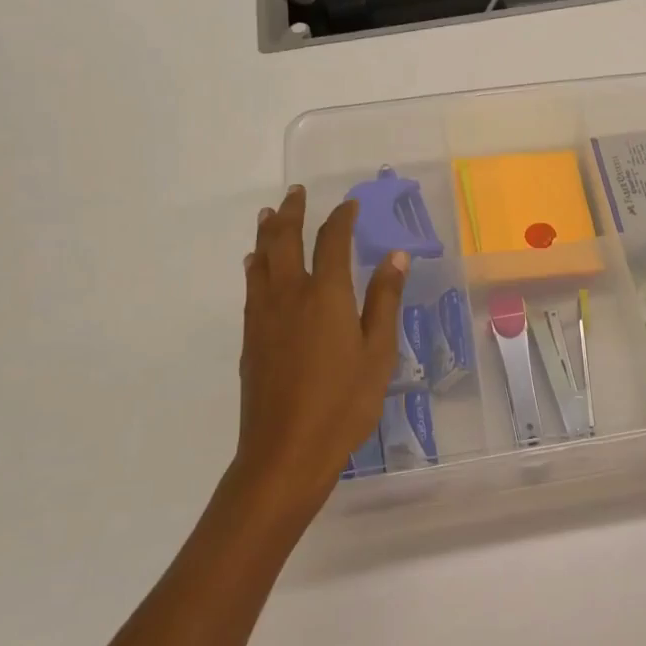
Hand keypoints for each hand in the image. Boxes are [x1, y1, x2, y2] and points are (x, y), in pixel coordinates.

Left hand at [230, 185, 408, 527]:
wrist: (285, 452)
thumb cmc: (343, 403)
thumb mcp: (378, 353)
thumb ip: (385, 300)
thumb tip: (395, 255)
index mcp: (326, 295)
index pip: (332, 241)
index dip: (341, 218)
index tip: (349, 204)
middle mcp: (290, 295)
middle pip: (285, 241)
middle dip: (291, 212)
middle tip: (296, 193)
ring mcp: (264, 316)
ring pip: (261, 260)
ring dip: (268, 233)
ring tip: (270, 215)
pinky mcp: (250, 338)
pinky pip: (252, 286)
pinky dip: (256, 265)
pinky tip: (256, 266)